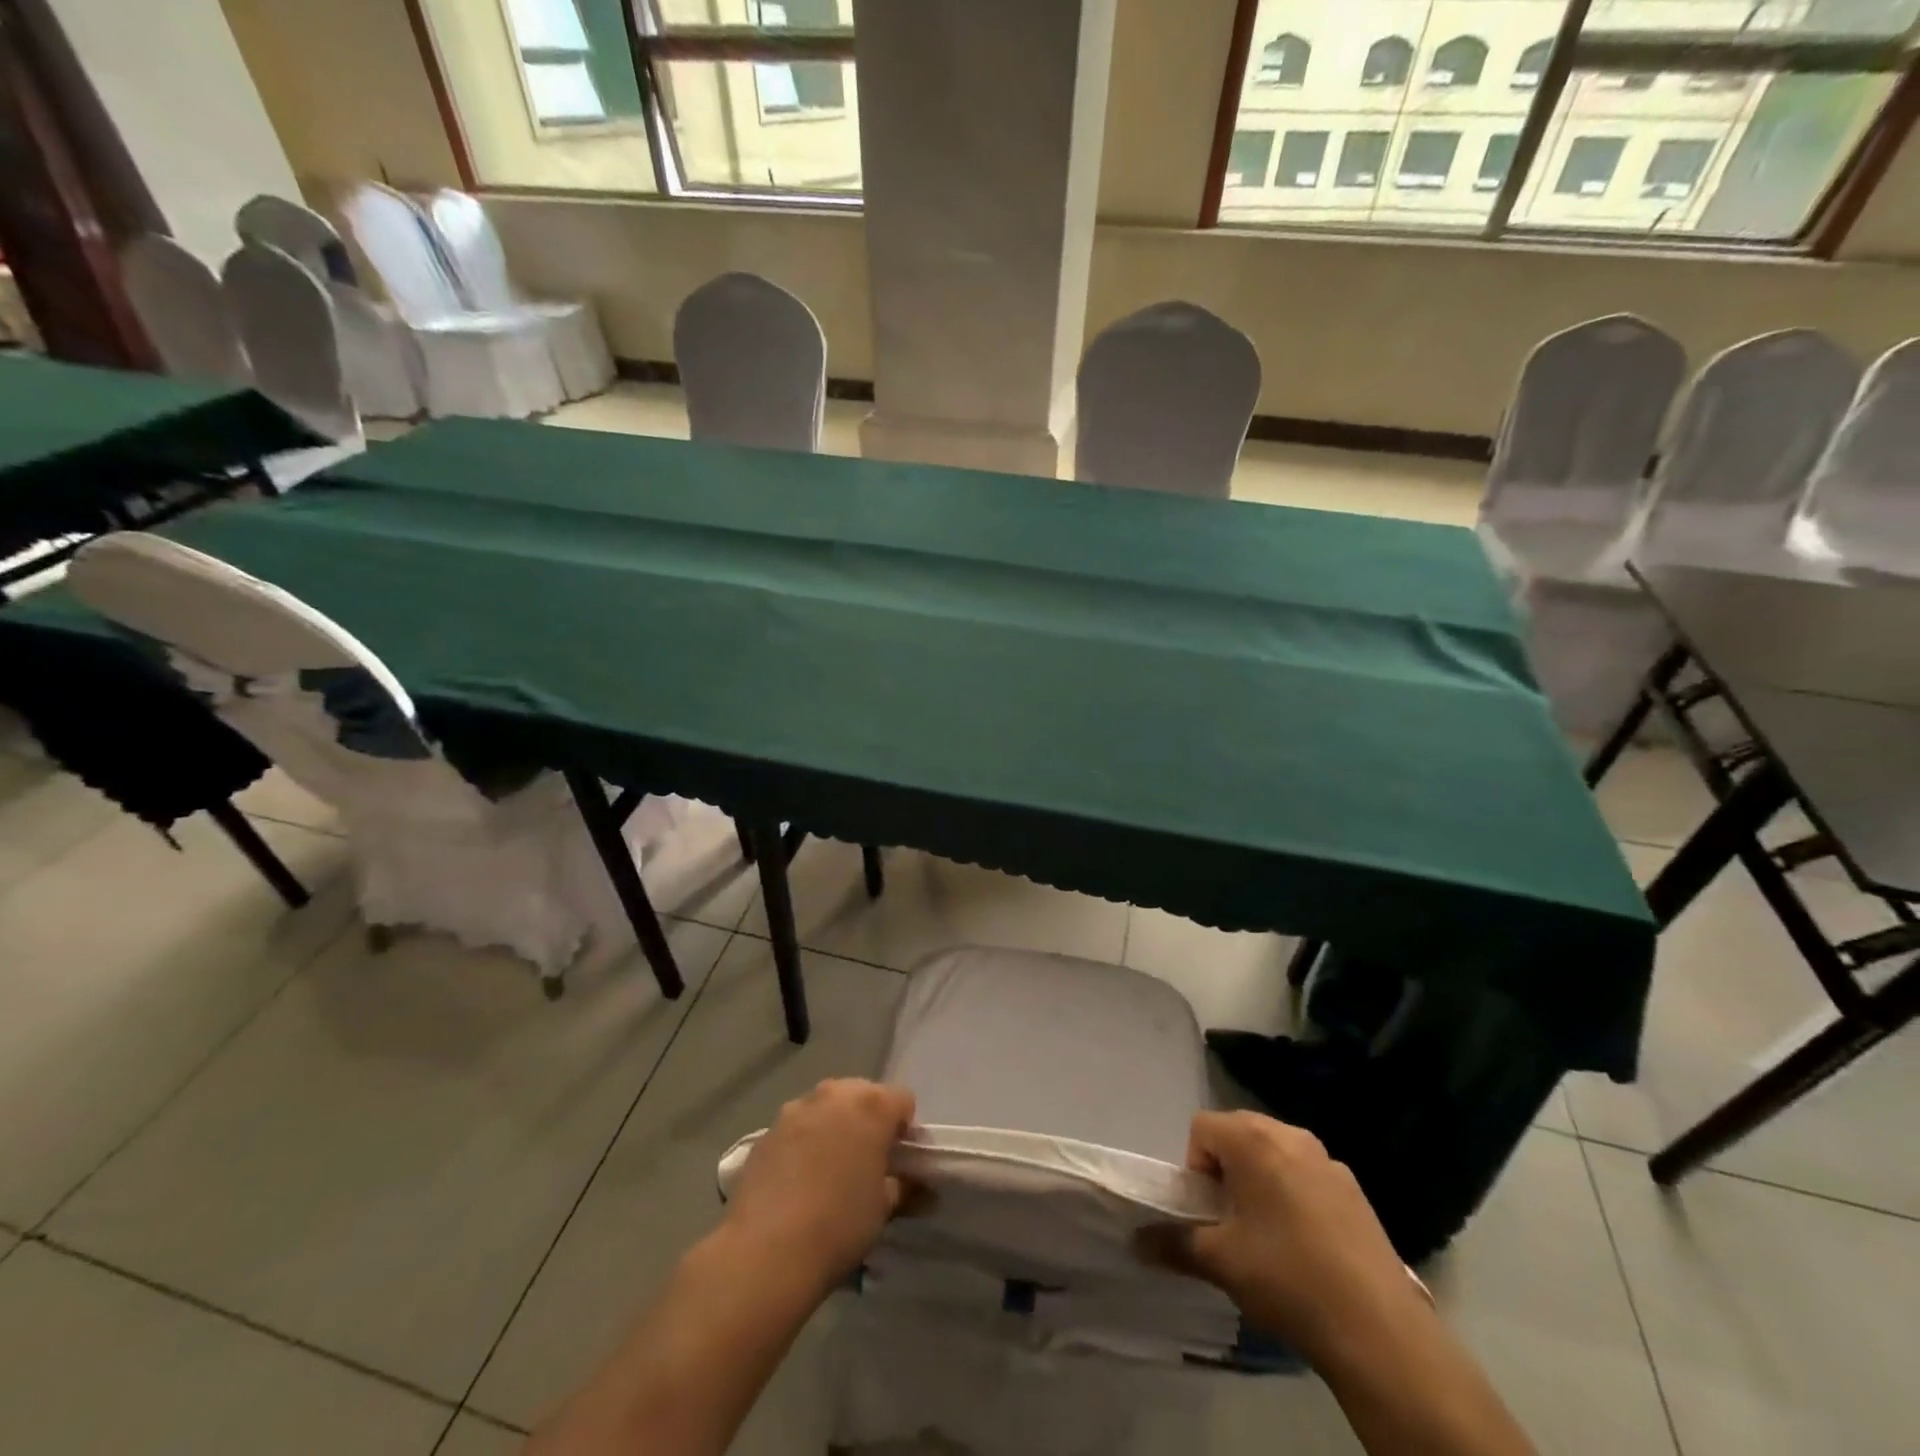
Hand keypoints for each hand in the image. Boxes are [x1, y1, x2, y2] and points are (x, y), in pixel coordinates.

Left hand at [722, 1078, 915, 1291]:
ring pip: (827, 1107)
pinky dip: (805, 1142)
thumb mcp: (883, 1208)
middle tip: (867, 1163)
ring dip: (835, 1127)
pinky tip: (799, 1180)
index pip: (903, 1100)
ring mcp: (796, 1108)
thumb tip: (922, 1189)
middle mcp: (834, 1094)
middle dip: (869, 1121)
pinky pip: (797, 1127)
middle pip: (863, 1095)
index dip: (905, 1129)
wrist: (766, 1252)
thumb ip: (905, 1188)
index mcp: (872, 1104)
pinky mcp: (767, 1130)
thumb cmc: (839, 1224)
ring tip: (830, 1171)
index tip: (900, 1161)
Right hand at [1145, 1110, 1424, 1365]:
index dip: (1195, 1166)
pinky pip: (1307, 1174)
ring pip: (1275, 1152)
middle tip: (1231, 1220)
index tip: (1208, 1210)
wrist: (1377, 1329)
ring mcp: (1328, 1160)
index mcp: (1253, 1139)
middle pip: (1239, 1132)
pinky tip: (1306, 1245)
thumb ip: (1173, 1243)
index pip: (1202, 1127)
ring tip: (1267, 1234)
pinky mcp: (1355, 1189)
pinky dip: (1294, 1193)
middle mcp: (1290, 1134)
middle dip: (1226, 1168)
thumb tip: (1136, 1241)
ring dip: (1260, 1179)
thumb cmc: (1286, 1277)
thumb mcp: (1220, 1261)